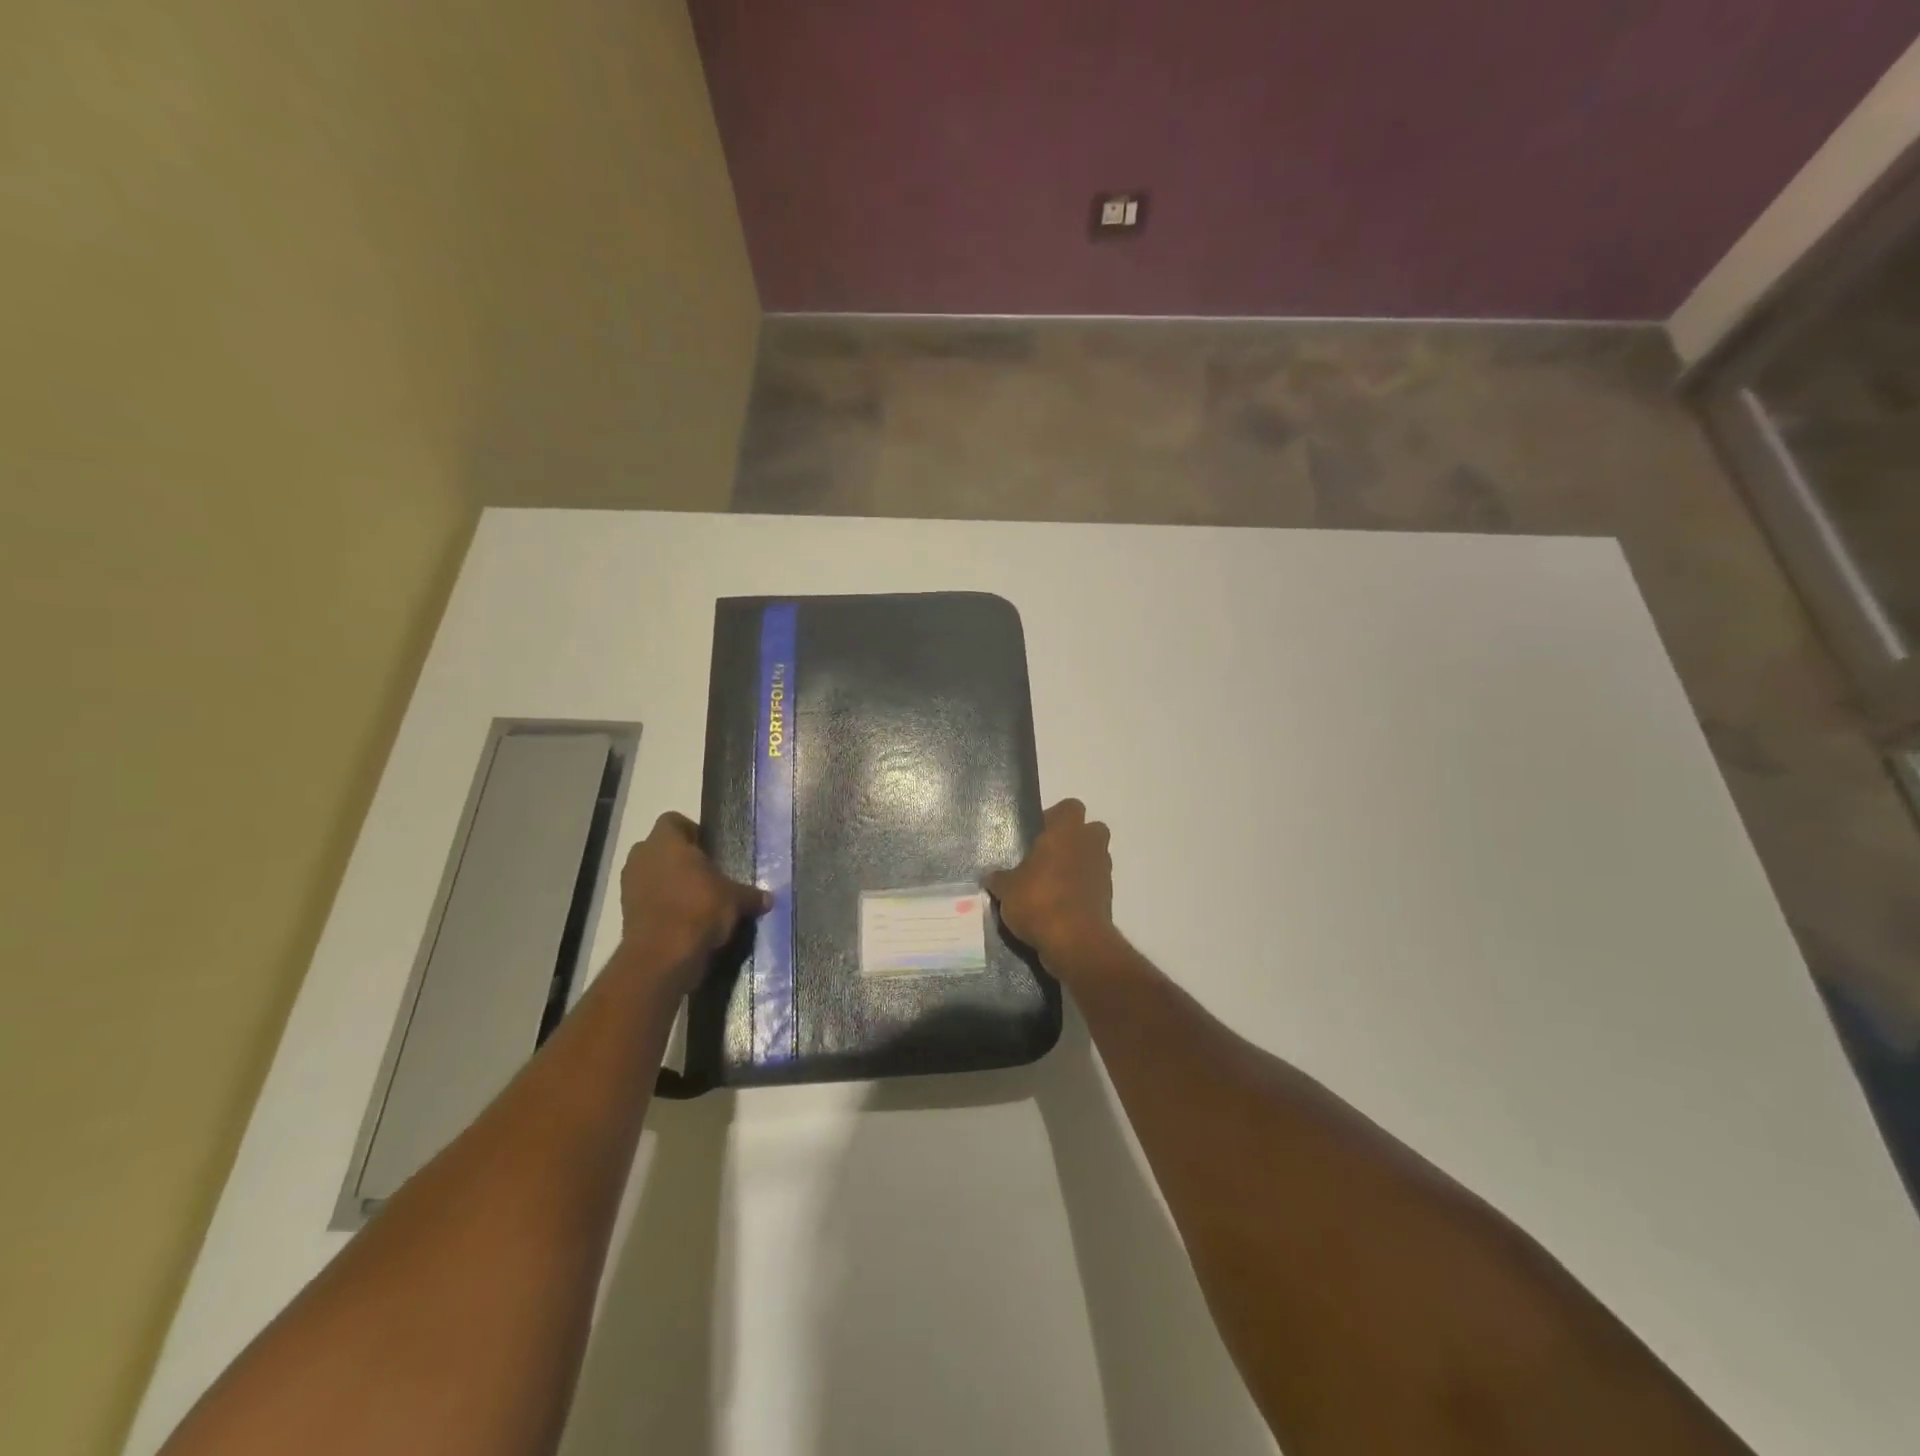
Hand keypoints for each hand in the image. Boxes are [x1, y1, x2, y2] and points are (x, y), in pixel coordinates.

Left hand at [615, 812, 769, 991]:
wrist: (663, 956)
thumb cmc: (700, 910)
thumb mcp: (735, 899)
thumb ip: (750, 895)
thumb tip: (768, 899)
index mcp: (666, 841)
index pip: (673, 821)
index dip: (691, 832)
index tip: (708, 849)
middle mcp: (642, 856)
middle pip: (659, 848)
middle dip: (678, 858)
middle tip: (703, 874)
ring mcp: (628, 884)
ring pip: (650, 873)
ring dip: (667, 882)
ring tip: (694, 899)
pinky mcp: (625, 912)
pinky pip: (645, 898)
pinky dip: (660, 904)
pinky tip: (682, 920)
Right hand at [985, 799, 1114, 974]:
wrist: (1074, 942)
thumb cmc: (1038, 901)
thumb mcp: (1006, 889)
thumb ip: (999, 878)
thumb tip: (990, 875)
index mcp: (1066, 831)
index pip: (1070, 807)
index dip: (1055, 816)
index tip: (1038, 834)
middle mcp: (1090, 845)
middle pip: (1091, 829)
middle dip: (1074, 839)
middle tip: (1048, 856)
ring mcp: (1103, 872)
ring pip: (1094, 858)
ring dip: (1079, 866)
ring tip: (1051, 884)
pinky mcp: (1108, 898)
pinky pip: (1094, 885)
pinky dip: (1082, 891)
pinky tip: (1059, 907)